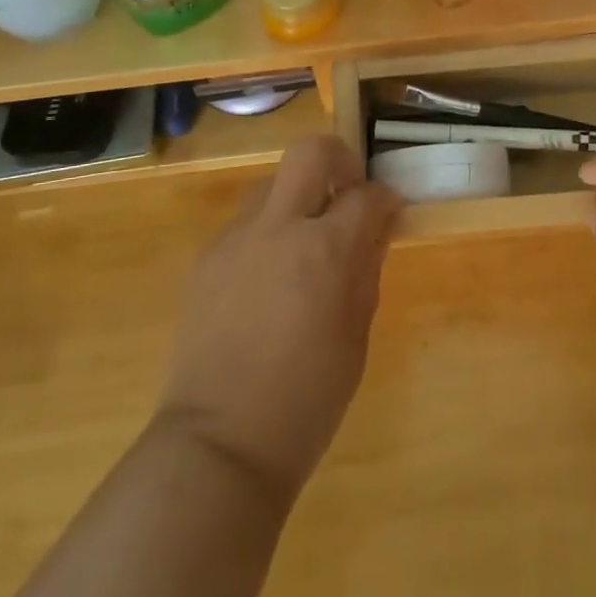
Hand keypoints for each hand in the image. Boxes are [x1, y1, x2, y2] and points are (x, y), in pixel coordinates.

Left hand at [156, 136, 399, 500]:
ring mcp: (235, 240)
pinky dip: (265, 234)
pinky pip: (244, 225)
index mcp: (325, 251)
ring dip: (296, 198)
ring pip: (271, 185)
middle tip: (347, 191)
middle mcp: (279, 229)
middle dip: (338, 158)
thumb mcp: (356, 336)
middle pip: (310, 152)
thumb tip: (373, 230)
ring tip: (303, 242)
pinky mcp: (206, 259)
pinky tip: (267, 278)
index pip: (366, 195)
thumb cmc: (307, 400)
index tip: (388, 211)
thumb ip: (365, 270)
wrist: (221, 443)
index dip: (384, 198)